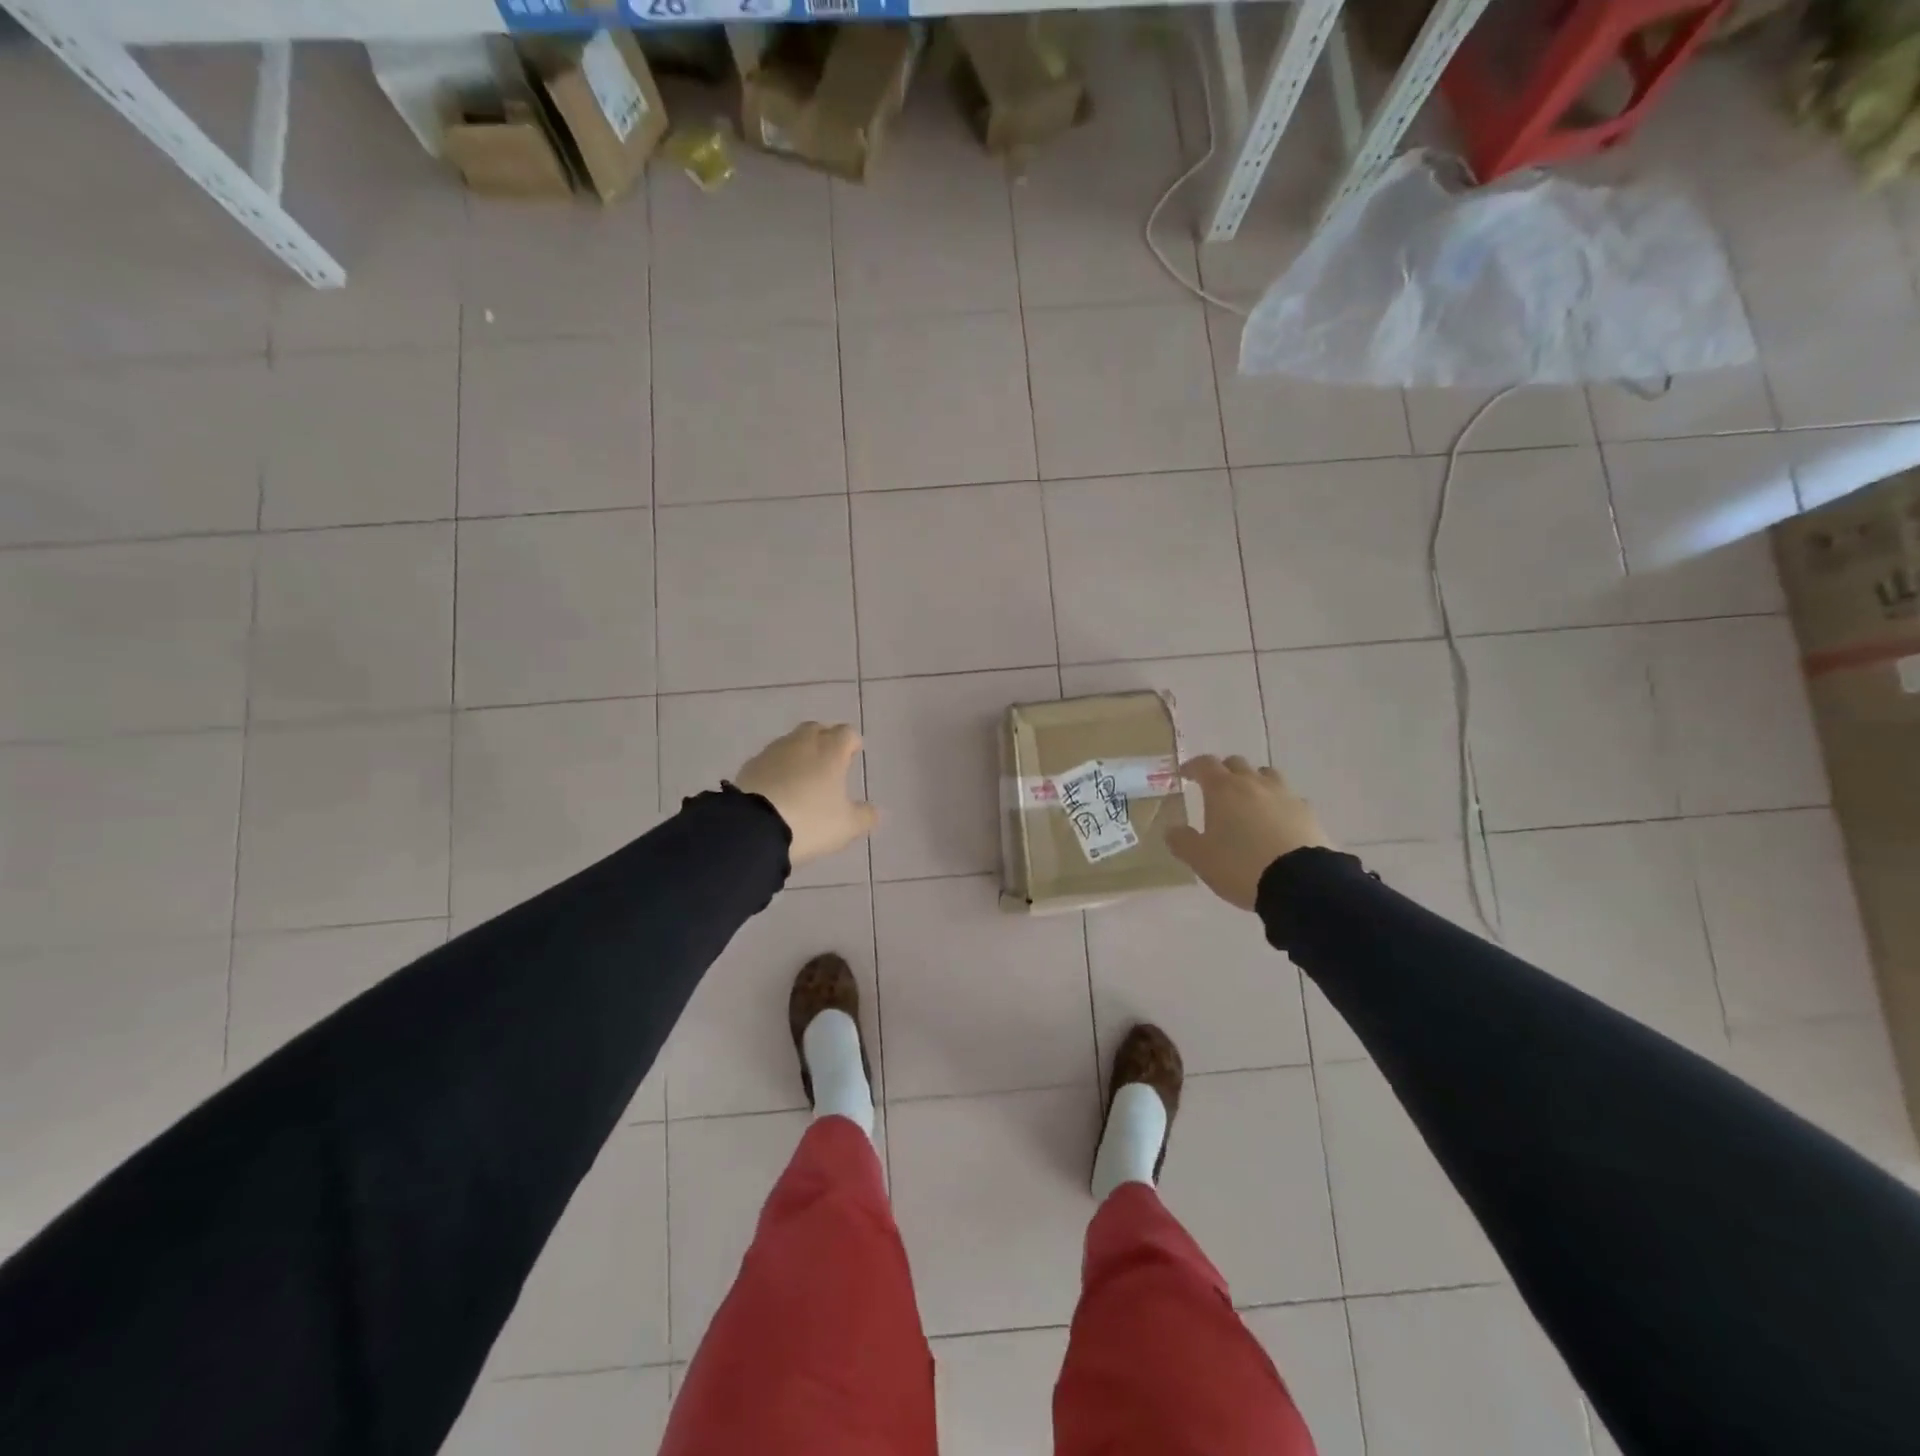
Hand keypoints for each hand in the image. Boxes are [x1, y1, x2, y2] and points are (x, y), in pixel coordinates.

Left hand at [733, 722, 877, 865]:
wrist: (754, 827)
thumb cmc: (810, 821)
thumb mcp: (847, 826)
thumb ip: (865, 816)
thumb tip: (875, 811)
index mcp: (831, 751)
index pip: (846, 733)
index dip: (852, 742)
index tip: (853, 755)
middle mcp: (802, 743)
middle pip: (816, 729)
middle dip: (825, 740)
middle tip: (829, 761)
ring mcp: (773, 752)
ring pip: (791, 742)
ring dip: (799, 753)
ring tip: (802, 776)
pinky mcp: (749, 766)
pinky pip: (770, 760)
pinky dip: (777, 768)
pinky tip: (777, 788)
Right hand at [1166, 755, 1331, 911]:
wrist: (1299, 882)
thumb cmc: (1240, 865)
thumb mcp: (1200, 859)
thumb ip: (1182, 841)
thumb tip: (1172, 829)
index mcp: (1223, 790)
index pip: (1204, 764)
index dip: (1192, 767)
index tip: (1185, 775)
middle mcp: (1253, 784)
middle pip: (1236, 763)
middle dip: (1223, 771)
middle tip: (1215, 789)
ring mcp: (1284, 795)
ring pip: (1266, 775)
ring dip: (1253, 781)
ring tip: (1248, 801)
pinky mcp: (1307, 811)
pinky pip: (1289, 798)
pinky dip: (1278, 803)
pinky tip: (1277, 821)